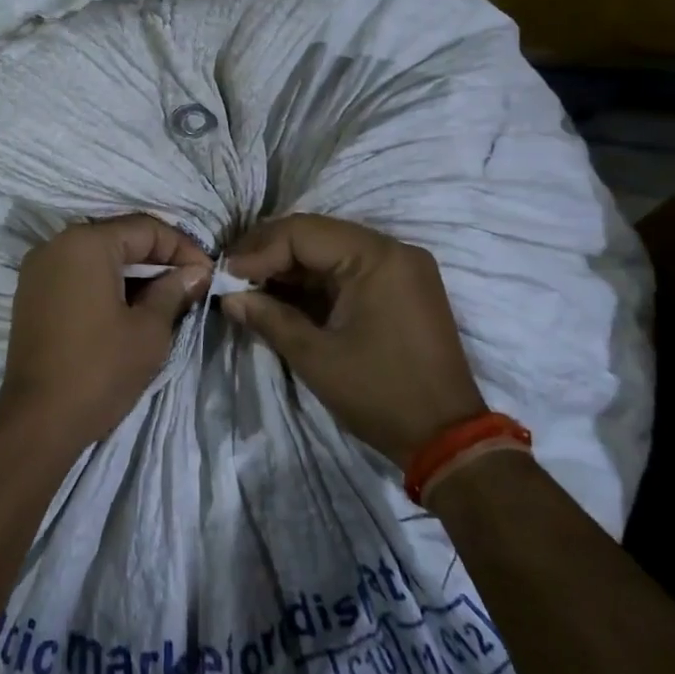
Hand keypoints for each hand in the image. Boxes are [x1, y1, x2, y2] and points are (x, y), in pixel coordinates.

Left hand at [0, 215, 211, 447]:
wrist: (37, 421)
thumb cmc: (100, 370)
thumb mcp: (149, 330)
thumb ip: (174, 291)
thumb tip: (196, 272)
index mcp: (86, 243)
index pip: (146, 229)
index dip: (183, 249)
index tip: (209, 274)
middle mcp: (57, 244)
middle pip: (119, 237)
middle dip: (158, 259)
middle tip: (191, 284)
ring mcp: (38, 268)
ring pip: (98, 255)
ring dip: (133, 271)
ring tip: (166, 297)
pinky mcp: (31, 292)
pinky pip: (77, 273)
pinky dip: (106, 282)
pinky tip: (129, 306)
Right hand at [221, 214, 484, 469]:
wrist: (448, 440)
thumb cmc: (380, 394)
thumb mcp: (316, 357)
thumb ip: (270, 318)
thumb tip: (229, 297)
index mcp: (376, 257)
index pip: (303, 233)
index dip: (259, 250)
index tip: (226, 274)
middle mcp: (393, 250)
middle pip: (317, 235)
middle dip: (271, 254)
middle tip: (233, 275)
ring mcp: (401, 267)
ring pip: (331, 250)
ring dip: (290, 266)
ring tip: (250, 285)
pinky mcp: (402, 287)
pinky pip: (349, 269)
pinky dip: (315, 280)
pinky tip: (284, 294)